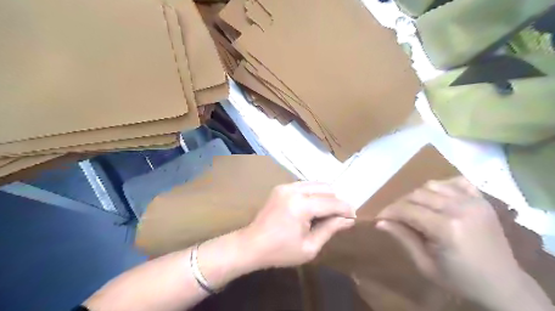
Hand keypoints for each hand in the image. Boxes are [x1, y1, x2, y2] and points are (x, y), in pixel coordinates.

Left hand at [242, 182, 355, 269]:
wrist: (252, 244)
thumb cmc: (281, 251)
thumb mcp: (309, 247)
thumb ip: (330, 229)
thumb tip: (348, 220)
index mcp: (301, 206)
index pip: (331, 202)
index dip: (346, 208)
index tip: (354, 216)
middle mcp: (294, 190)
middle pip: (326, 188)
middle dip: (335, 201)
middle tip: (337, 217)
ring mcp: (286, 186)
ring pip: (316, 184)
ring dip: (325, 196)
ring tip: (325, 212)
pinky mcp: (281, 187)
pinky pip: (305, 185)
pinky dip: (313, 193)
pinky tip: (311, 207)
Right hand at [375, 177, 522, 307]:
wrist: (503, 284)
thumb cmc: (459, 279)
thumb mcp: (425, 264)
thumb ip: (402, 238)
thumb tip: (379, 222)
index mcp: (446, 229)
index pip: (407, 209)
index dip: (389, 211)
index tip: (379, 217)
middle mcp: (460, 209)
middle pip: (417, 194)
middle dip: (400, 203)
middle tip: (395, 216)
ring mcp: (474, 201)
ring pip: (432, 185)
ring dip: (418, 195)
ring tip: (415, 209)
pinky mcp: (482, 200)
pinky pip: (455, 181)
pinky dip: (442, 186)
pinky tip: (437, 198)